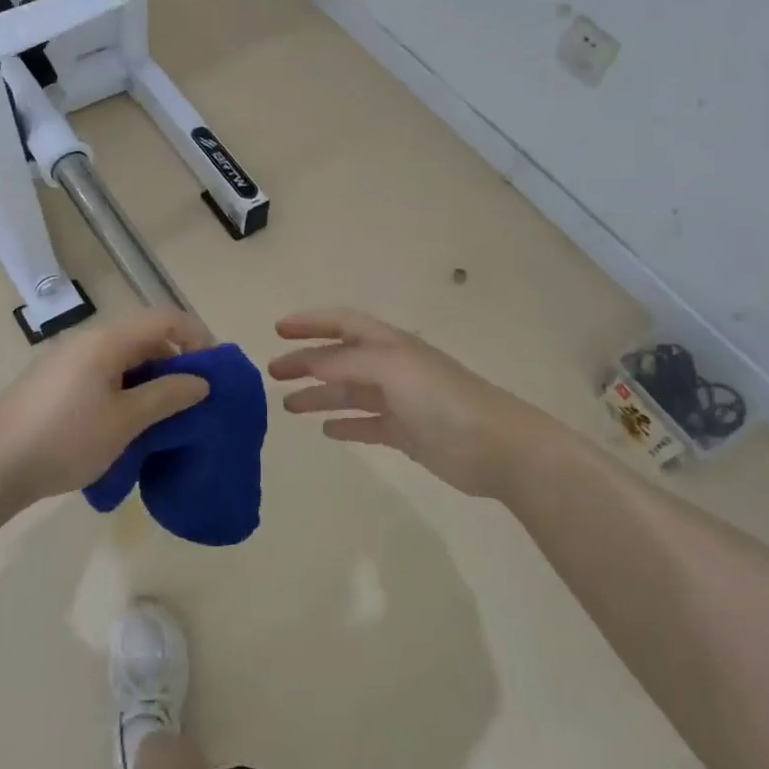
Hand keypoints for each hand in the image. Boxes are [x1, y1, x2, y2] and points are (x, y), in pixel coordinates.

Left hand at [0, 307, 214, 506]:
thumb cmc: (65, 439)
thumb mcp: (125, 421)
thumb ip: (166, 396)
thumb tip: (201, 381)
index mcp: (106, 340)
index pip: (164, 318)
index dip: (196, 336)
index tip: (214, 370)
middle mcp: (88, 340)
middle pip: (144, 335)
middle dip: (175, 360)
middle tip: (194, 397)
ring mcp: (67, 361)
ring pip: (123, 357)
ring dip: (151, 377)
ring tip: (165, 414)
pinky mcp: (55, 382)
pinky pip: (103, 373)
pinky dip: (126, 388)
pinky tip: (128, 422)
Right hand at [268, 309, 557, 499]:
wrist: (495, 446)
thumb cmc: (441, 397)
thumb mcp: (390, 367)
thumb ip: (345, 363)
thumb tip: (307, 363)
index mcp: (389, 344)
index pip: (343, 323)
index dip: (311, 323)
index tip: (278, 330)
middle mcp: (392, 367)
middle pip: (340, 359)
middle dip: (306, 362)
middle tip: (274, 372)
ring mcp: (399, 401)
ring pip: (349, 393)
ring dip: (319, 395)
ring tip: (288, 406)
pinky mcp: (406, 434)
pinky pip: (367, 425)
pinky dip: (345, 425)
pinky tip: (326, 430)